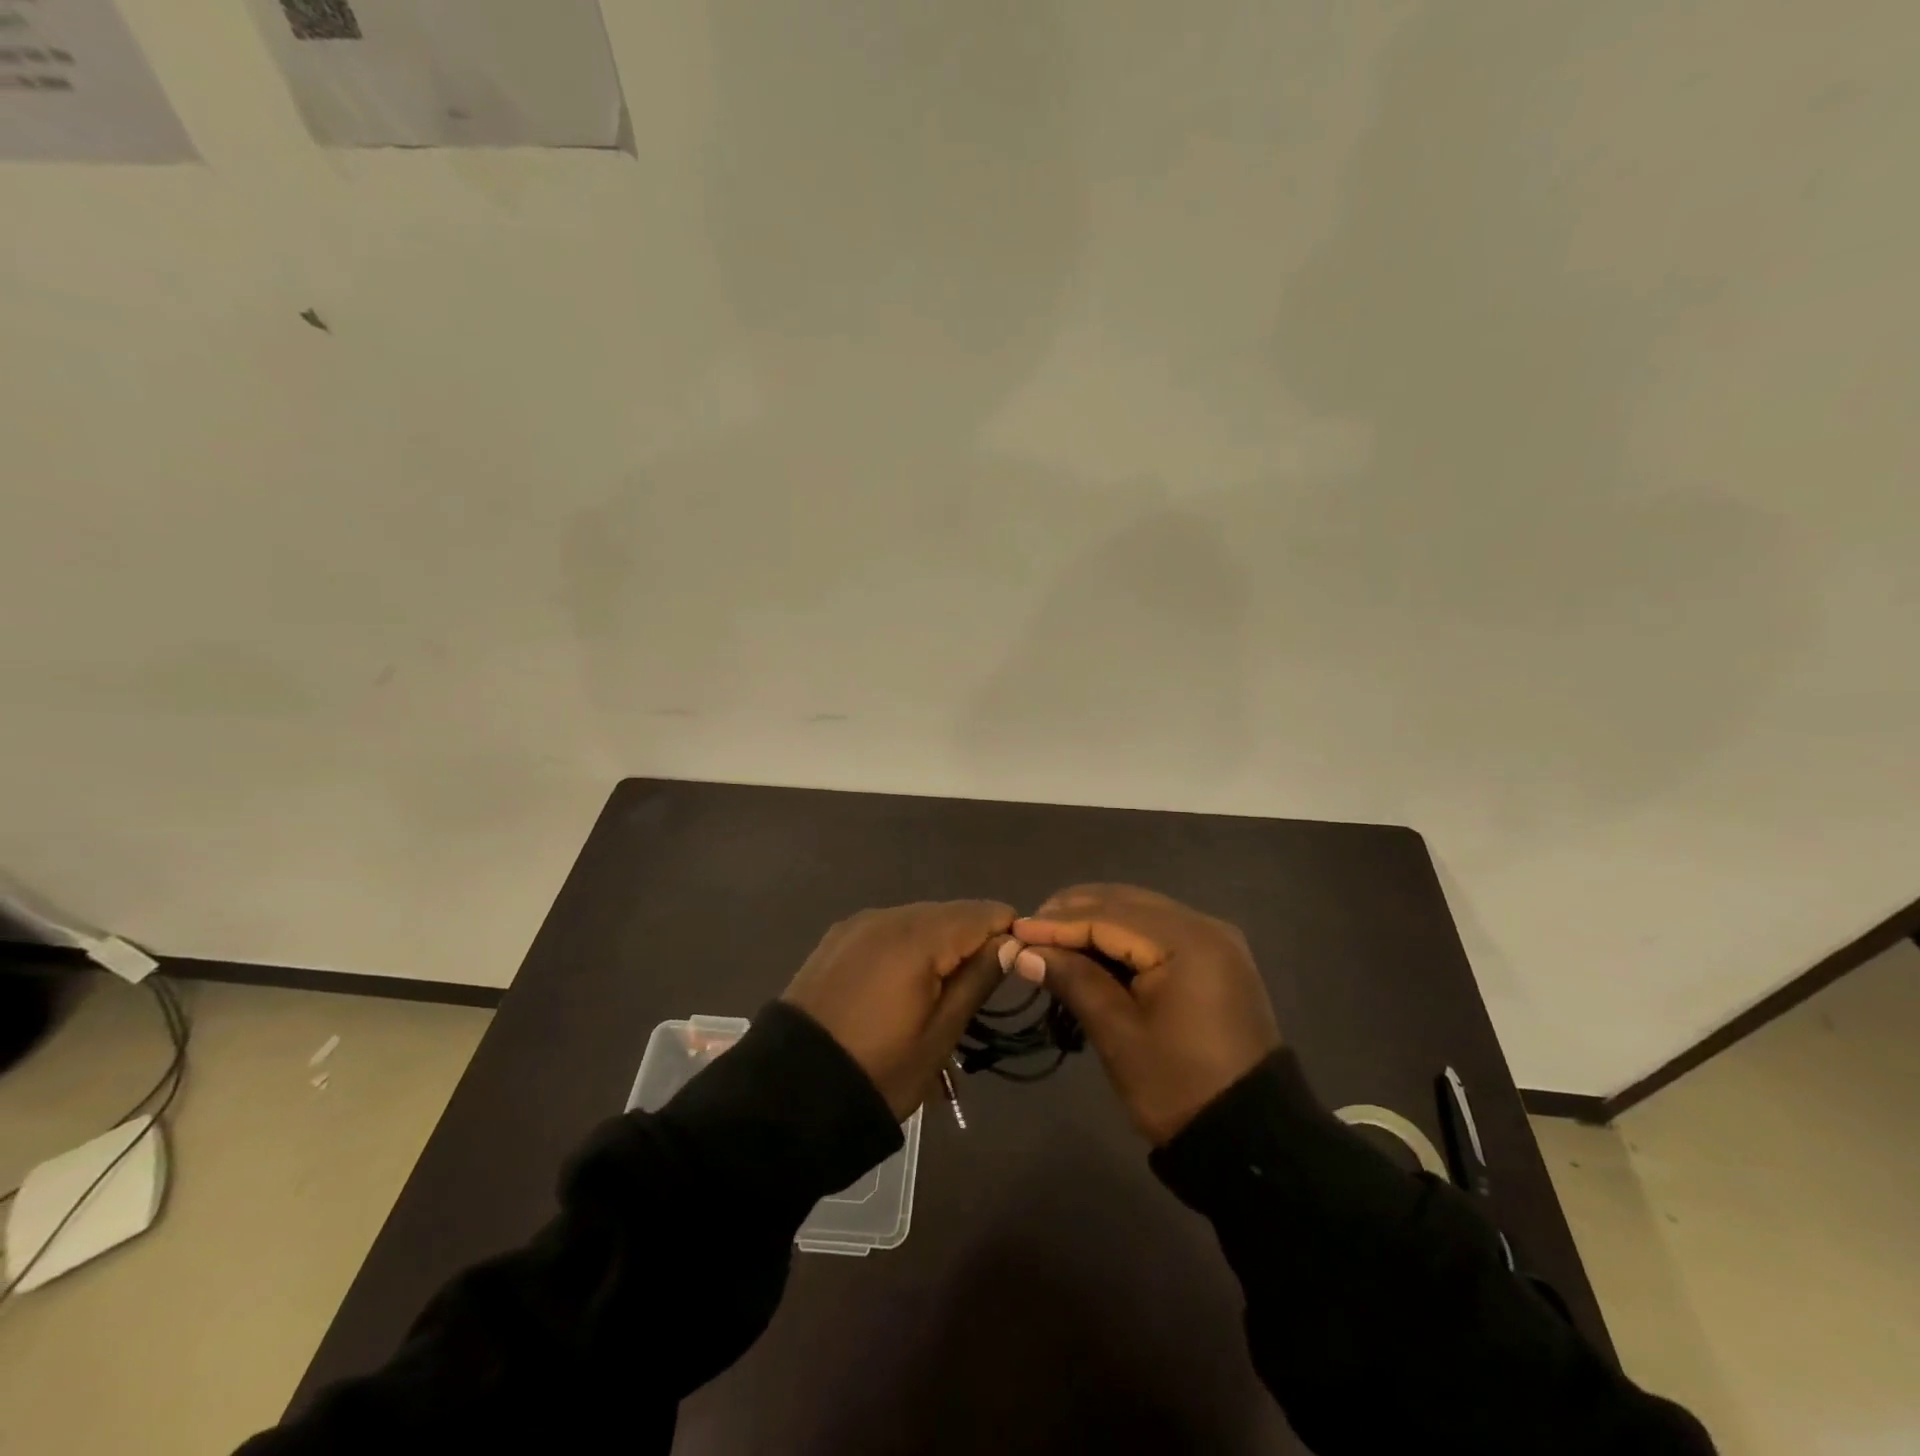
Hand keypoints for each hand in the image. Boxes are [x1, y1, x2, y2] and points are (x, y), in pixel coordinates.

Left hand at [783, 900, 1014, 1119]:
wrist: (788, 1094)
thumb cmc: (878, 1069)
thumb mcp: (940, 1035)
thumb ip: (978, 979)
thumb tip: (1011, 942)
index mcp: (917, 936)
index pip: (983, 912)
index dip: (1007, 935)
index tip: (1016, 969)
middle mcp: (887, 915)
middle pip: (950, 913)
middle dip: (973, 941)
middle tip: (978, 990)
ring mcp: (857, 925)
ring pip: (918, 920)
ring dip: (939, 945)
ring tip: (940, 993)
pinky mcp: (836, 940)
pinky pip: (887, 931)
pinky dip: (906, 948)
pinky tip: (903, 984)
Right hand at [1012, 884, 1280, 1144]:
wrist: (1252, 1139)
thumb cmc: (1179, 1087)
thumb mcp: (1118, 1034)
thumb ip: (1073, 980)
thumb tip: (1025, 952)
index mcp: (1186, 941)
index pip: (1108, 917)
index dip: (1056, 923)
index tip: (1014, 930)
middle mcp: (1204, 926)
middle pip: (1126, 903)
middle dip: (1074, 913)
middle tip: (1029, 930)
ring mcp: (1215, 940)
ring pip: (1142, 912)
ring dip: (1096, 919)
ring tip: (1052, 936)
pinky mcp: (1216, 958)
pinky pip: (1159, 930)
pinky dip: (1123, 934)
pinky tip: (1093, 947)